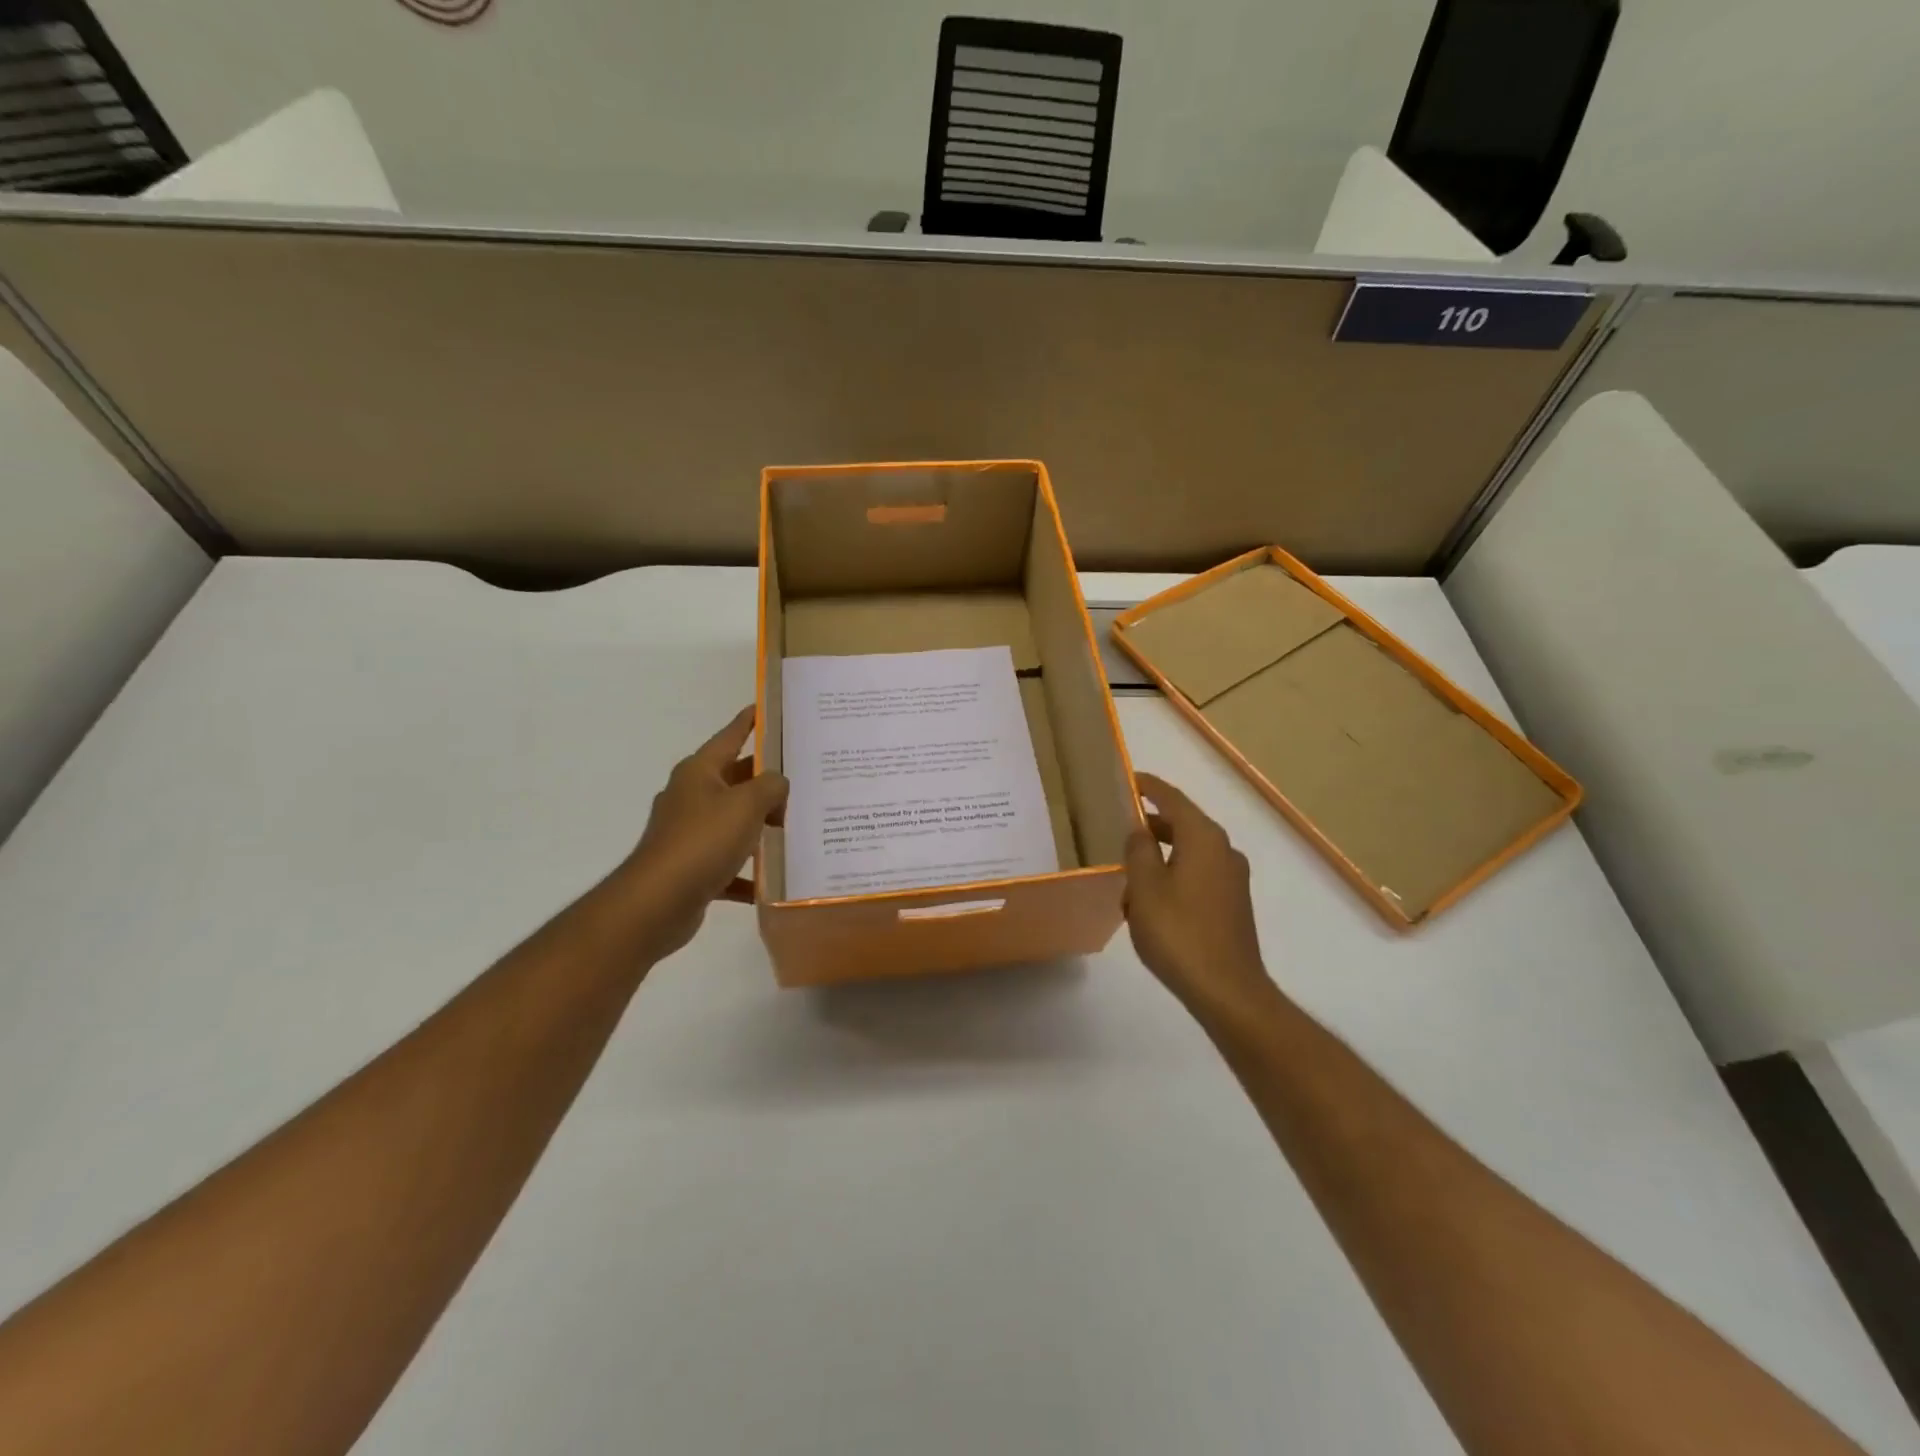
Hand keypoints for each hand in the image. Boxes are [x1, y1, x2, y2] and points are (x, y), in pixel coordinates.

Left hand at [606, 706, 787, 960]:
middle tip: (801, 774)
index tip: (763, 708)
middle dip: (765, 779)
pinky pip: (729, 863)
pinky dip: (749, 870)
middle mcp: (691, 797)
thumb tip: (778, 784)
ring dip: (760, 825)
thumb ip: (771, 786)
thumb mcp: (747, 804)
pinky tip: (774, 878)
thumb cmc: (703, 841)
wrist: (658, 902)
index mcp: (699, 773)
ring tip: (796, 824)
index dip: (748, 722)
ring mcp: (689, 834)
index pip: (729, 737)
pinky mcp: (692, 868)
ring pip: (734, 822)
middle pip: (735, 779)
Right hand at [1123, 773, 1278, 1019]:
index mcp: (1204, 838)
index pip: (1172, 799)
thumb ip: (1138, 851)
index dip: (1149, 786)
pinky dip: (1174, 875)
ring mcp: (1233, 879)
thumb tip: (1139, 830)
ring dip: (1161, 855)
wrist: (1227, 990)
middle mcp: (1224, 851)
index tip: (1127, 779)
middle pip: (1183, 824)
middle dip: (1151, 824)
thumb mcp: (1145, 887)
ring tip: (1129, 871)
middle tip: (1119, 827)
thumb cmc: (1179, 933)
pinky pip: (1198, 875)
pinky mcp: (1233, 904)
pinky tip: (1152, 901)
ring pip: (1190, 852)